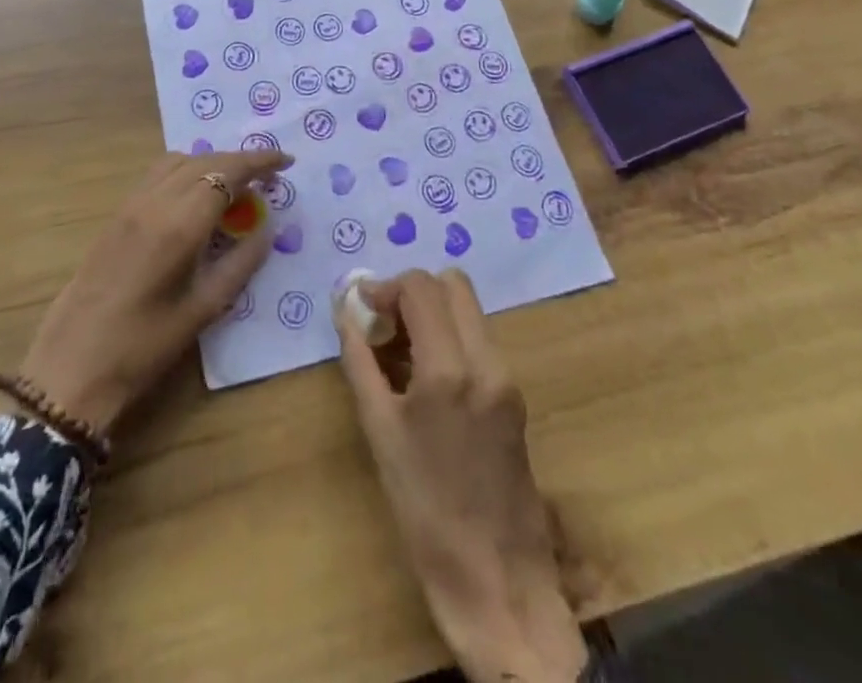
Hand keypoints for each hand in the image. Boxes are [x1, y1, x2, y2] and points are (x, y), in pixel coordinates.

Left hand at [16, 150, 289, 435]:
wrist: (72, 366)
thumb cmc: (144, 347)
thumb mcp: (204, 310)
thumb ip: (241, 263)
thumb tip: (266, 229)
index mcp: (179, 225)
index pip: (227, 172)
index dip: (260, 161)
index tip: (286, 162)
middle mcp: (154, 202)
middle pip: (205, 160)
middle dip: (240, 161)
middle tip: (269, 178)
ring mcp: (130, 205)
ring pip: (178, 161)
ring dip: (211, 162)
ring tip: (234, 185)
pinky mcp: (116, 214)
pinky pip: (158, 174)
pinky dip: (186, 171)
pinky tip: (196, 197)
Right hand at [338, 270, 586, 682]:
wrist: (496, 578)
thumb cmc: (424, 510)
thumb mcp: (379, 432)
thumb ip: (360, 361)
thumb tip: (346, 311)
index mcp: (449, 369)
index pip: (421, 287)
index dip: (387, 287)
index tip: (363, 308)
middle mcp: (485, 360)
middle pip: (452, 284)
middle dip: (414, 292)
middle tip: (386, 324)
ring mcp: (506, 375)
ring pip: (468, 309)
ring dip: (433, 313)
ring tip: (401, 352)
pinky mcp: (515, 393)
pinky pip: (479, 339)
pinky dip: (450, 337)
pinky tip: (426, 377)